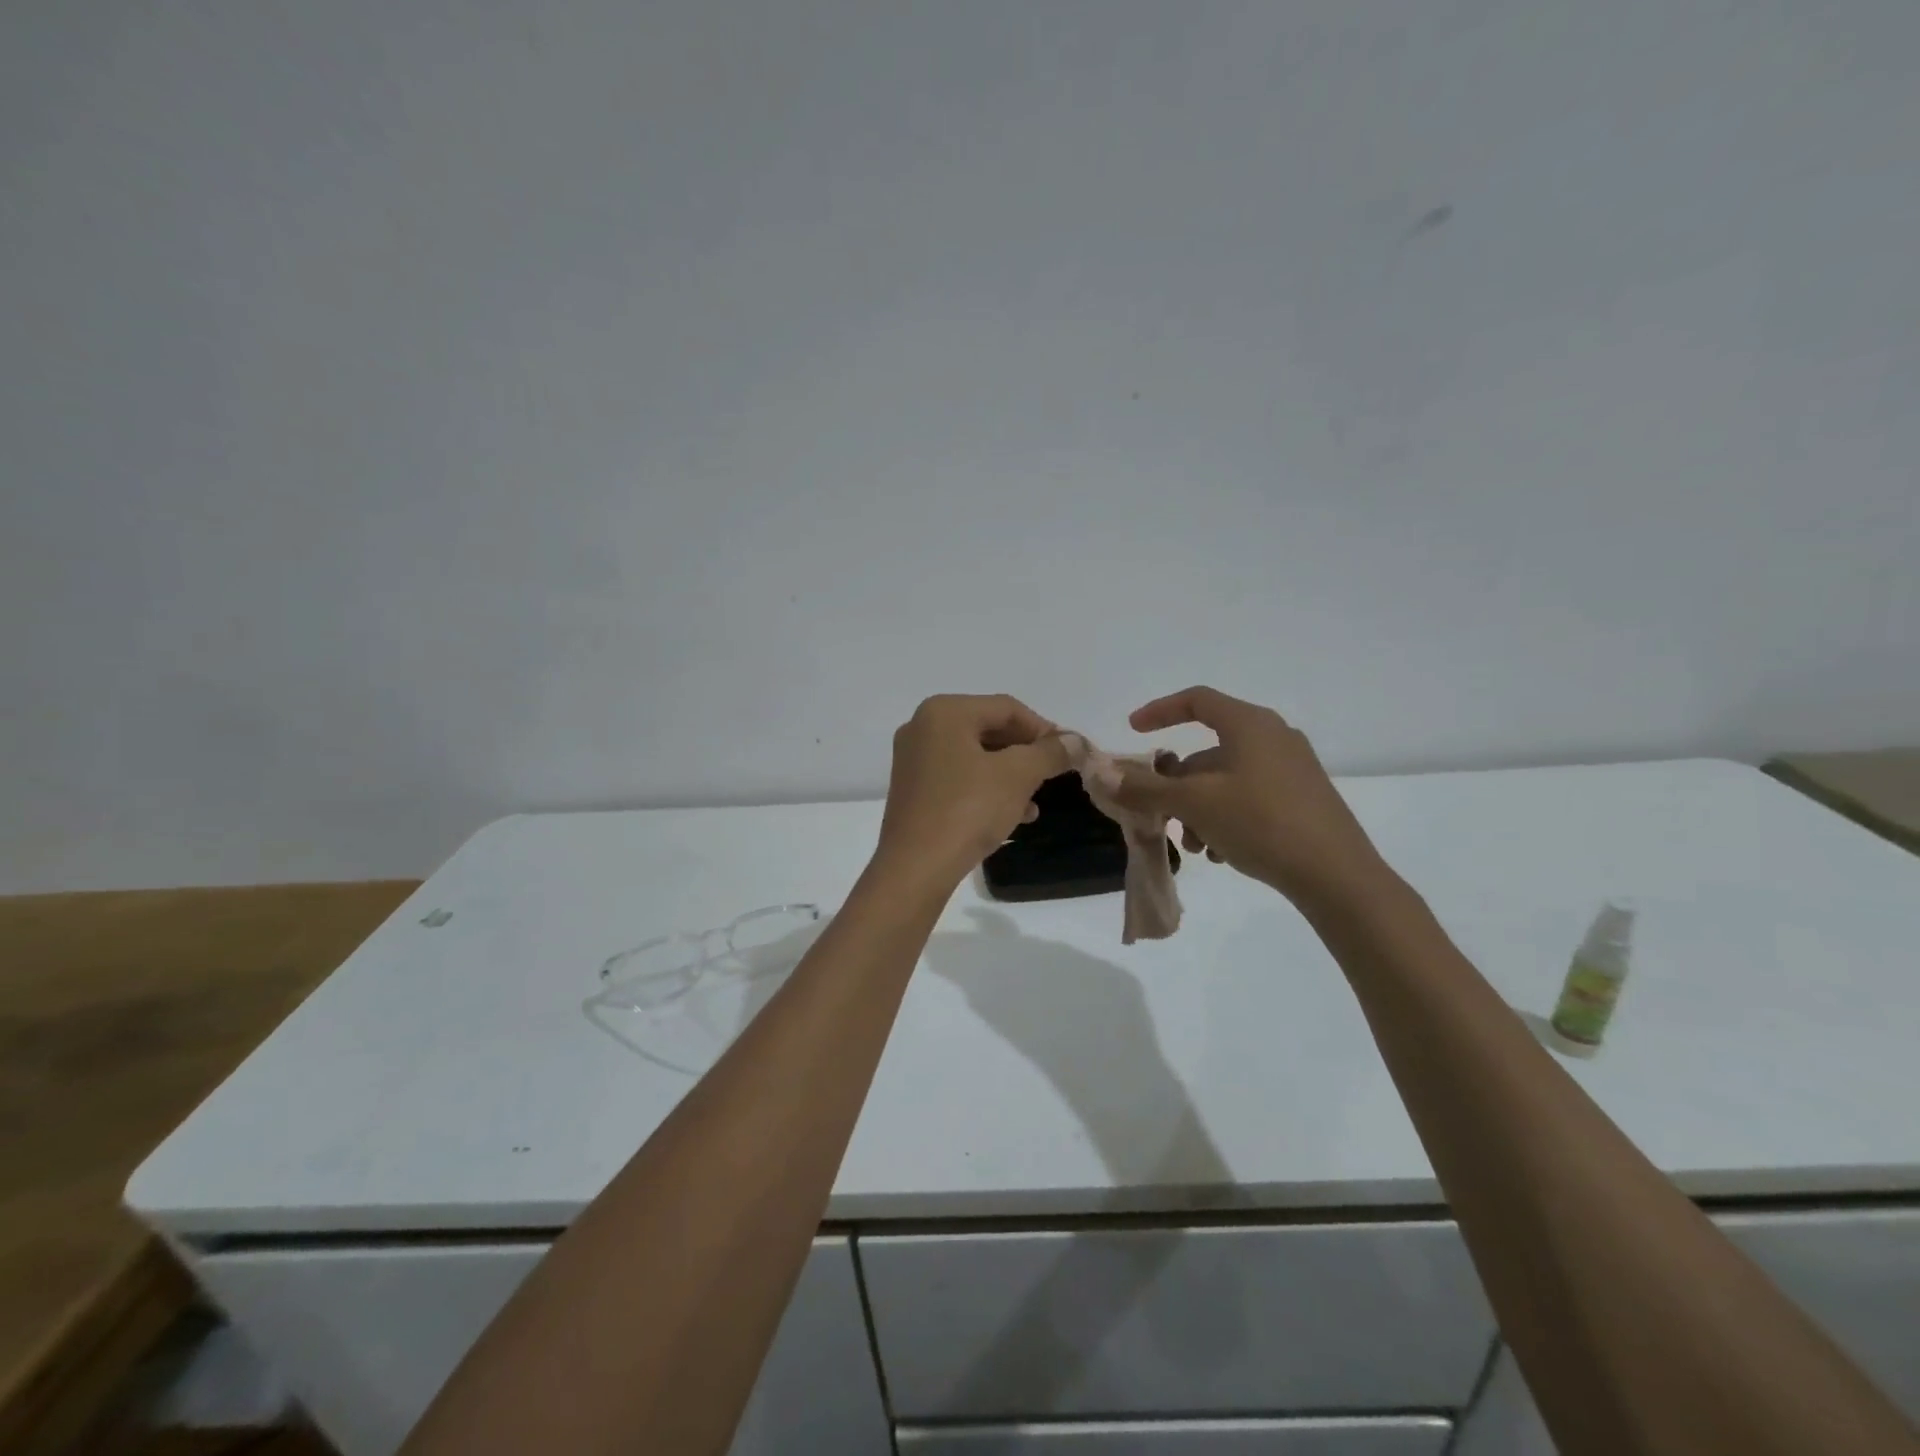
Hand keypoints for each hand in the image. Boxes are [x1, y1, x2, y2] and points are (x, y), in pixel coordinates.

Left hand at [876, 695, 1070, 884]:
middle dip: (1026, 754)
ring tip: (1036, 802)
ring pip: (976, 757)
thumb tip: (1076, 741)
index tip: (1070, 753)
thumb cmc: (967, 810)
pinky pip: (959, 778)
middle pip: (989, 729)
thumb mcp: (1018, 776)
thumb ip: (1049, 753)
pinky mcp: (913, 790)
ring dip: (1010, 775)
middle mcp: (922, 727)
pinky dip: (987, 789)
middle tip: (1055, 774)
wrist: (916, 868)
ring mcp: (914, 760)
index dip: (1044, 729)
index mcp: (944, 712)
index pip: (1007, 708)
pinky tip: (1013, 815)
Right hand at [1114, 686, 1389, 911]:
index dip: (1160, 711)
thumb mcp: (1195, 804)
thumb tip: (1102, 775)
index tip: (1133, 730)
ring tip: (1195, 847)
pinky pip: (1248, 797)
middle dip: (1176, 785)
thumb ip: (1146, 788)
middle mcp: (1274, 738)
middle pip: (1207, 751)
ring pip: (1225, 780)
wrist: (1336, 875)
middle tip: (1161, 816)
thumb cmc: (1261, 822)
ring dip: (1198, 809)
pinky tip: (1221, 853)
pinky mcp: (1302, 799)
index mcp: (1250, 724)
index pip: (1197, 700)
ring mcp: (1292, 769)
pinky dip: (1225, 817)